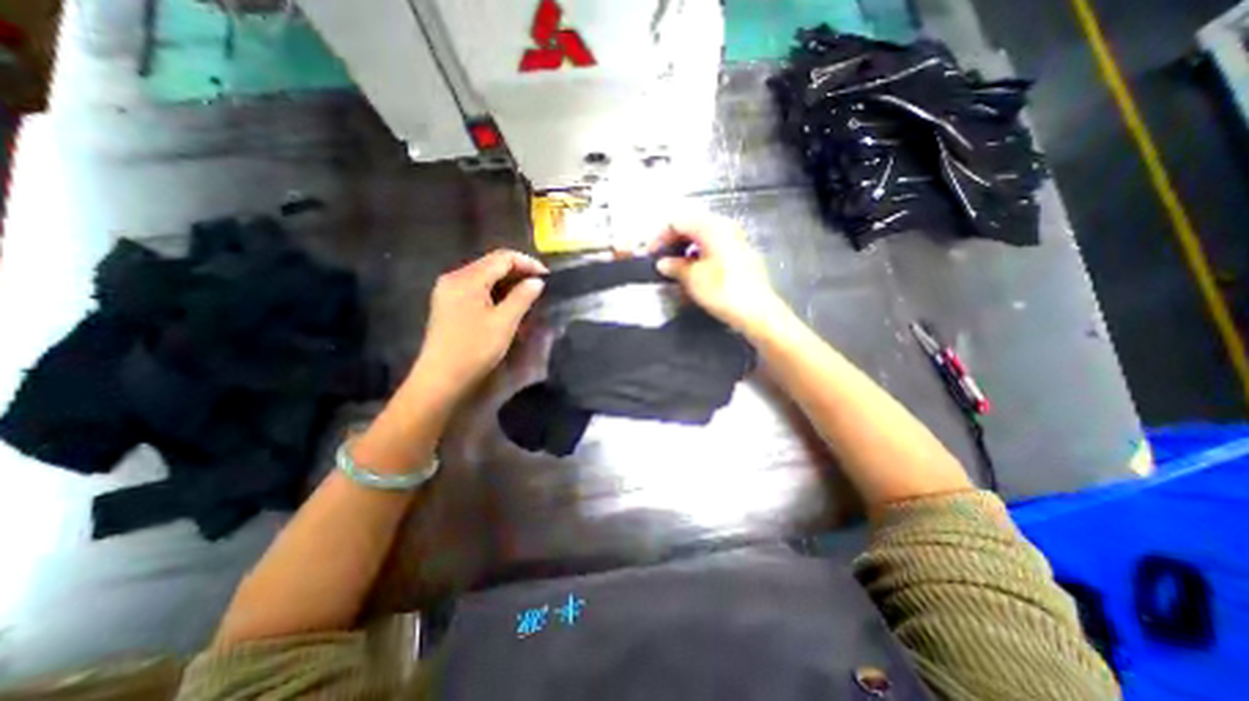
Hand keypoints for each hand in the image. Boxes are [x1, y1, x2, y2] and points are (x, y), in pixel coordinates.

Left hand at [411, 250, 548, 402]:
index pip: (502, 258)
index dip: (527, 263)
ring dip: (507, 282)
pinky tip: (507, 303)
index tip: (547, 277)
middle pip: (491, 264)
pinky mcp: (448, 304)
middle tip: (540, 286)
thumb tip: (537, 281)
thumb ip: (522, 297)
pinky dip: (494, 291)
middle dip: (518, 271)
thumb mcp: (504, 322)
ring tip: (528, 295)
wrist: (441, 378)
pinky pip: (476, 288)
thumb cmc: (475, 349)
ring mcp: (448, 291)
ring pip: (484, 276)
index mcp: (467, 279)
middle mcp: (454, 278)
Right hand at [648, 212, 782, 335]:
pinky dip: (698, 253)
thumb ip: (675, 266)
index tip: (650, 253)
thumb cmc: (724, 292)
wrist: (757, 312)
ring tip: (673, 265)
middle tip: (660, 258)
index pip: (678, 221)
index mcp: (712, 227)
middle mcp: (725, 227)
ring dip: (684, 247)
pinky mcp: (739, 253)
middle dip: (672, 240)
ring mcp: (735, 239)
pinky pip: (713, 245)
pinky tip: (692, 269)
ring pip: (702, 236)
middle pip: (691, 225)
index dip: (660, 236)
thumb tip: (663, 263)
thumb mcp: (693, 279)